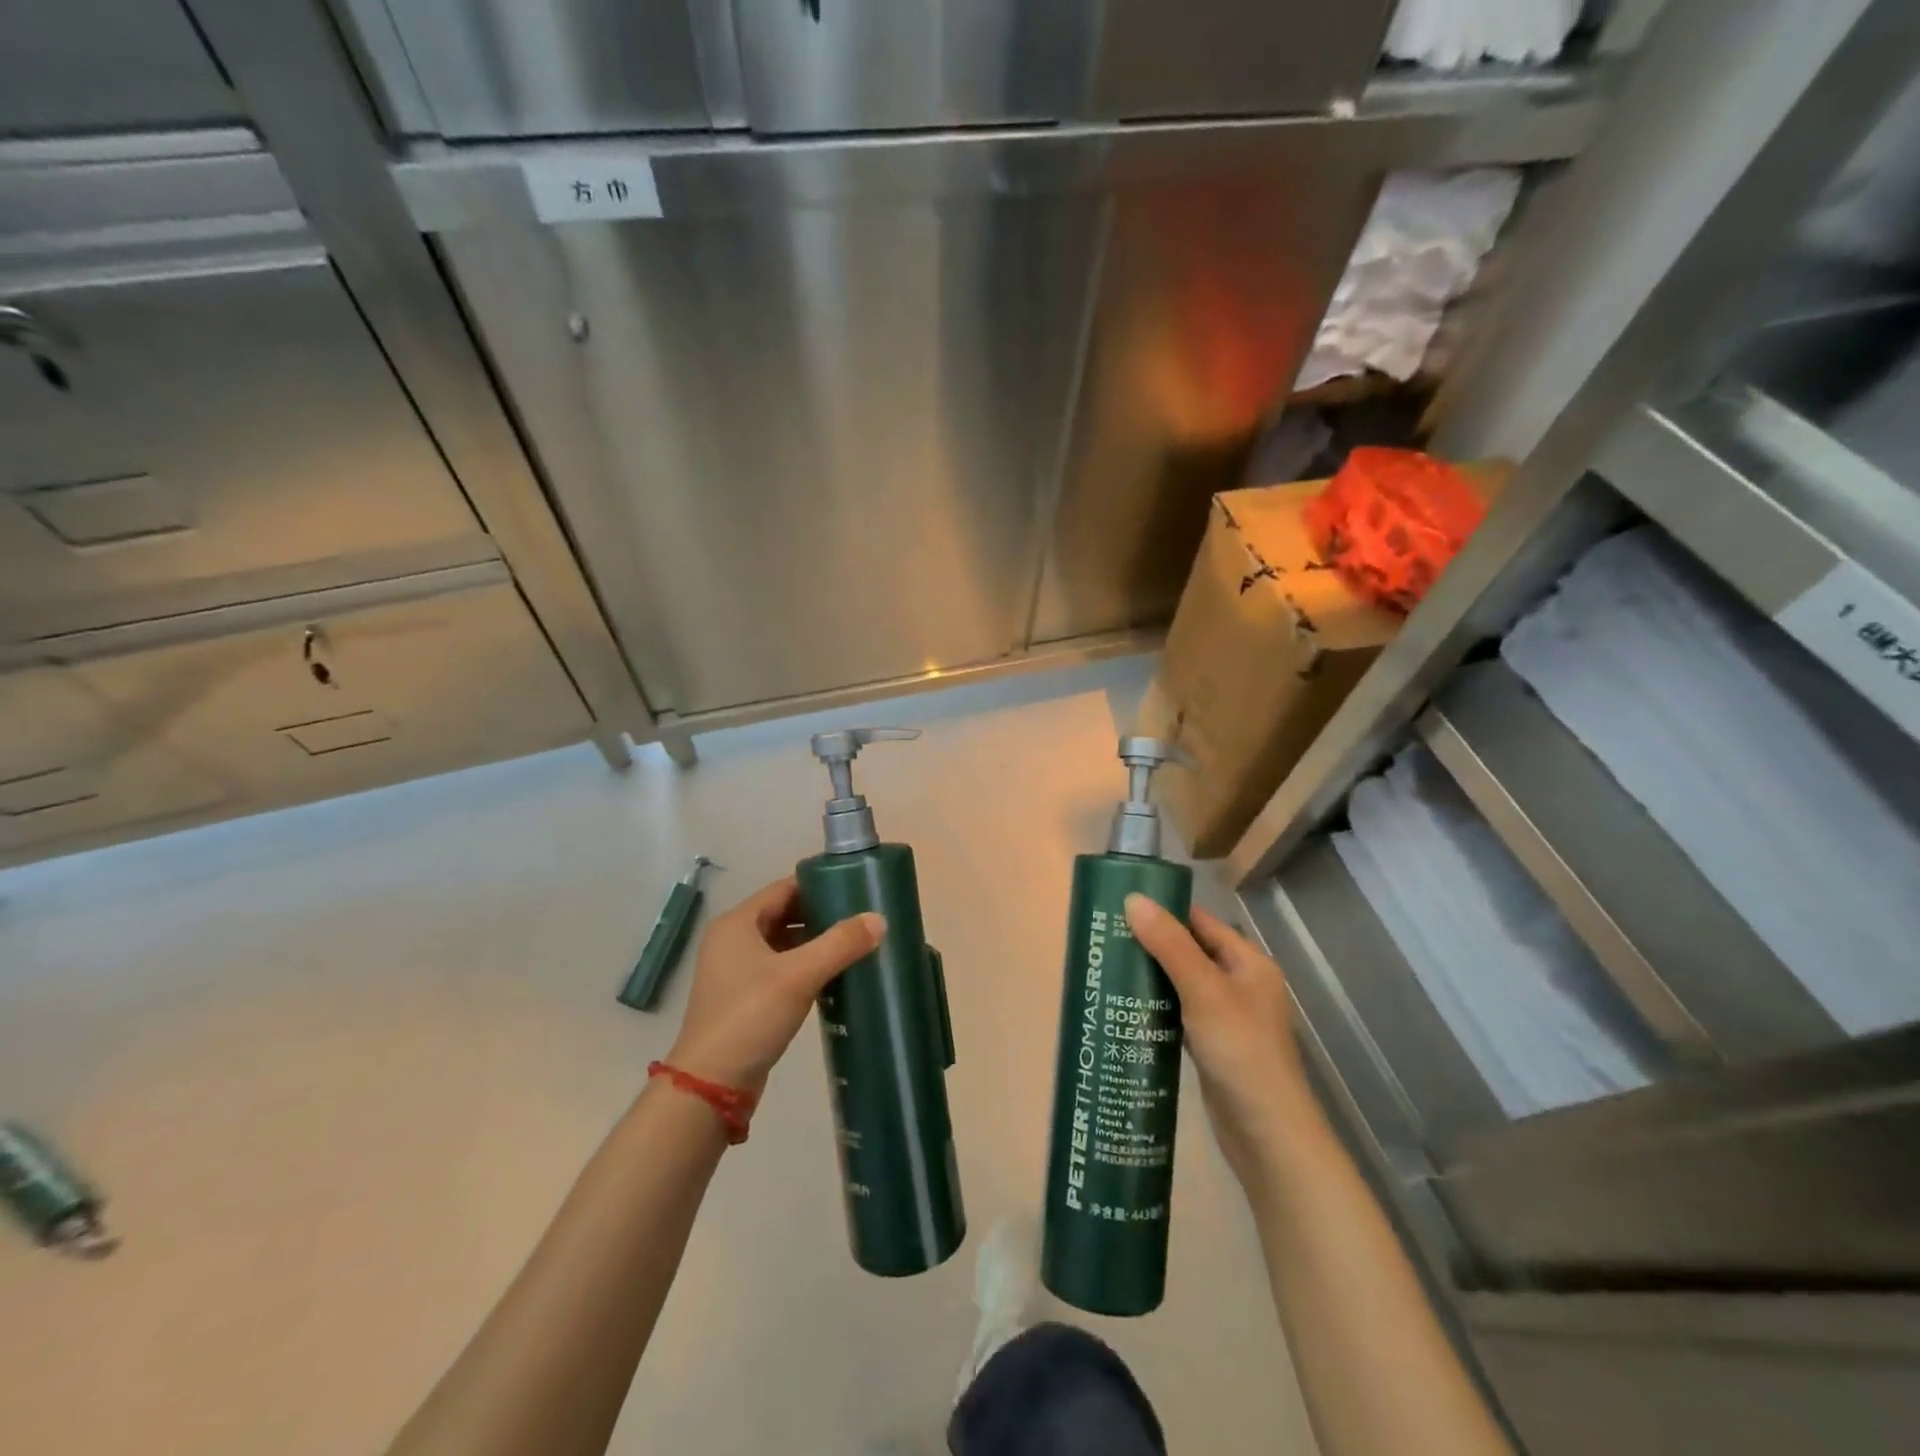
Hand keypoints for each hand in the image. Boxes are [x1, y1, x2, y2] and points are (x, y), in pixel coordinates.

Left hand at [666, 876, 883, 1093]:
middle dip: (820, 914)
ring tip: (854, 943)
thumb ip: (840, 943)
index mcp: (737, 924)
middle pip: (783, 914)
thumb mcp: (799, 975)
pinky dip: (805, 967)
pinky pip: (780, 969)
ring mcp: (735, 972)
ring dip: (814, 942)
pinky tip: (833, 975)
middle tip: (860, 916)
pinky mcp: (743, 999)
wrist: (711, 1085)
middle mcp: (732, 941)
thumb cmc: (750, 1016)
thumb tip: (879, 919)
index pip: (784, 888)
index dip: (819, 884)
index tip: (855, 887)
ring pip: (782, 943)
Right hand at [1125, 896, 1317, 1186]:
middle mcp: (1240, 985)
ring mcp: (1226, 1018)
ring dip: (1150, 977)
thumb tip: (1133, 899)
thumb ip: (1169, 945)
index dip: (1164, 911)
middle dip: (1151, 944)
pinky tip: (1126, 1008)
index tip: (1120, 906)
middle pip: (1190, 952)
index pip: (1201, 922)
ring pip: (1181, 985)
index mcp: (1248, 963)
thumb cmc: (1241, 1052)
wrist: (1267, 1136)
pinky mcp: (1212, 1047)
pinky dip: (1156, 1008)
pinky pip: (1179, 1015)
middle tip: (1105, 937)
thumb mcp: (1203, 991)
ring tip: (1108, 966)